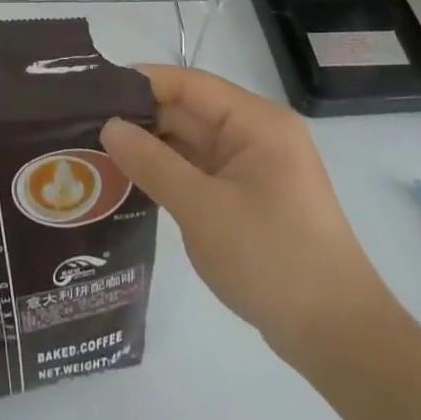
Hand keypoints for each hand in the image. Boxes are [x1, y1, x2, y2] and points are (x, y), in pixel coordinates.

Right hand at [100, 65, 398, 367]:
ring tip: (95, 150)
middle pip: (188, 111)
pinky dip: (168, 173)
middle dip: (139, 118)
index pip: (188, 84)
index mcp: (256, 123)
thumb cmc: (272, 260)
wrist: (338, 337)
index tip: (91, 92)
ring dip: (150, 147)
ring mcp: (253, 168)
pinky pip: (200, 171)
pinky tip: (130, 180)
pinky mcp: (248, 198)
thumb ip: (152, 162)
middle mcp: (256, 135)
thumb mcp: (202, 209)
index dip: (140, 83)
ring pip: (191, 143)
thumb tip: (108, 126)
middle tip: (82, 126)